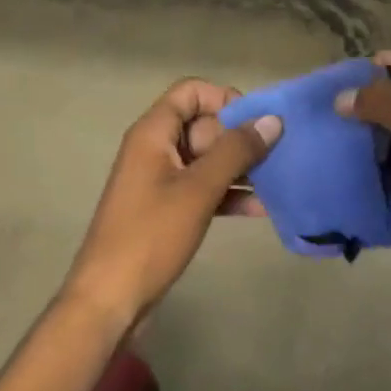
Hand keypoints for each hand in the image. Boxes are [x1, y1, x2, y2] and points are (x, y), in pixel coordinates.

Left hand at [63, 80, 281, 319]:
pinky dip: (229, 194)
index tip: (256, 124)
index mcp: (153, 133)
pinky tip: (262, 208)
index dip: (225, 99)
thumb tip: (272, 120)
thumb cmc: (151, 236)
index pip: (191, 92)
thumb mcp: (198, 189)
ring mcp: (160, 181)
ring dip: (240, 168)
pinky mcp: (168, 210)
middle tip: (275, 157)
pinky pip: (203, 188)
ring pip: (207, 159)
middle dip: (240, 138)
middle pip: (203, 125)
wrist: (110, 299)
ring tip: (279, 180)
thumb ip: (236, 151)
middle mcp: (155, 149)